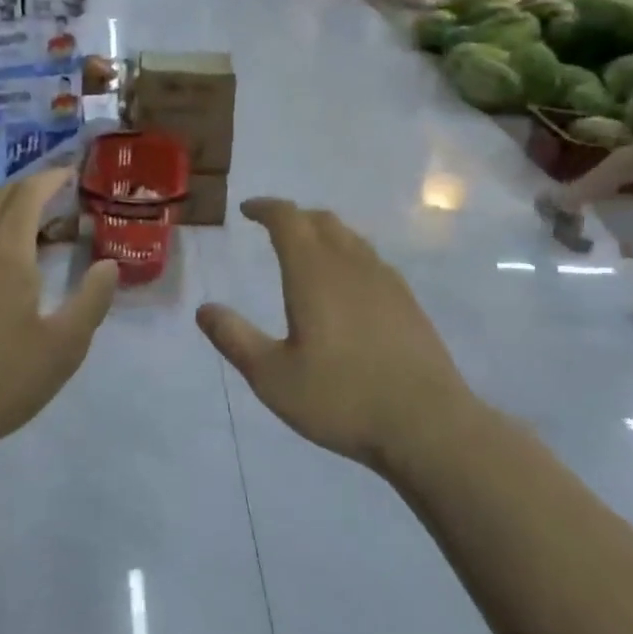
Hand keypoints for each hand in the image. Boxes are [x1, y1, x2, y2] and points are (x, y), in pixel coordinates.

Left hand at [0, 170, 117, 469]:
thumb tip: (108, 264)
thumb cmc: (0, 382)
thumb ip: (92, 300)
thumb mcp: (64, 348)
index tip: (68, 175)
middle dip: (24, 189)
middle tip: (48, 202)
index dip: (50, 178)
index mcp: (6, 252)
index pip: (28, 194)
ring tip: (9, 219)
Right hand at [195, 199, 472, 466]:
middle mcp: (352, 266)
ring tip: (307, 251)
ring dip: (323, 233)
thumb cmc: (341, 398)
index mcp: (314, 274)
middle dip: (294, 217)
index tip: (247, 210)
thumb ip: (235, 339)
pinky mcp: (408, 303)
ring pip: (351, 238)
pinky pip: (372, 260)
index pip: (288, 219)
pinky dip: (349, 255)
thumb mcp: (272, 377)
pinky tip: (347, 286)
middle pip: (322, 221)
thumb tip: (204, 309)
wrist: (428, 425)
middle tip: (272, 227)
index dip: (265, 208)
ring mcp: (386, 282)